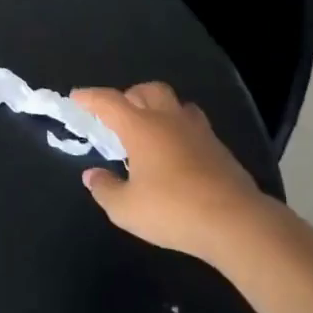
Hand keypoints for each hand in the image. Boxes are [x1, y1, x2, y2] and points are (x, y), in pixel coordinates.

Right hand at [71, 83, 278, 264]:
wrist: (236, 222)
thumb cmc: (173, 210)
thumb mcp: (126, 208)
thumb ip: (105, 188)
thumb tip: (92, 175)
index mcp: (141, 127)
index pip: (109, 102)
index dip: (90, 97)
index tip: (76, 97)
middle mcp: (169, 120)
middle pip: (148, 90)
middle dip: (129, 96)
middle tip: (118, 114)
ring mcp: (198, 132)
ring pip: (176, 104)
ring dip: (159, 108)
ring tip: (149, 129)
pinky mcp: (219, 148)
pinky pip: (194, 125)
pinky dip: (179, 129)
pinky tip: (175, 151)